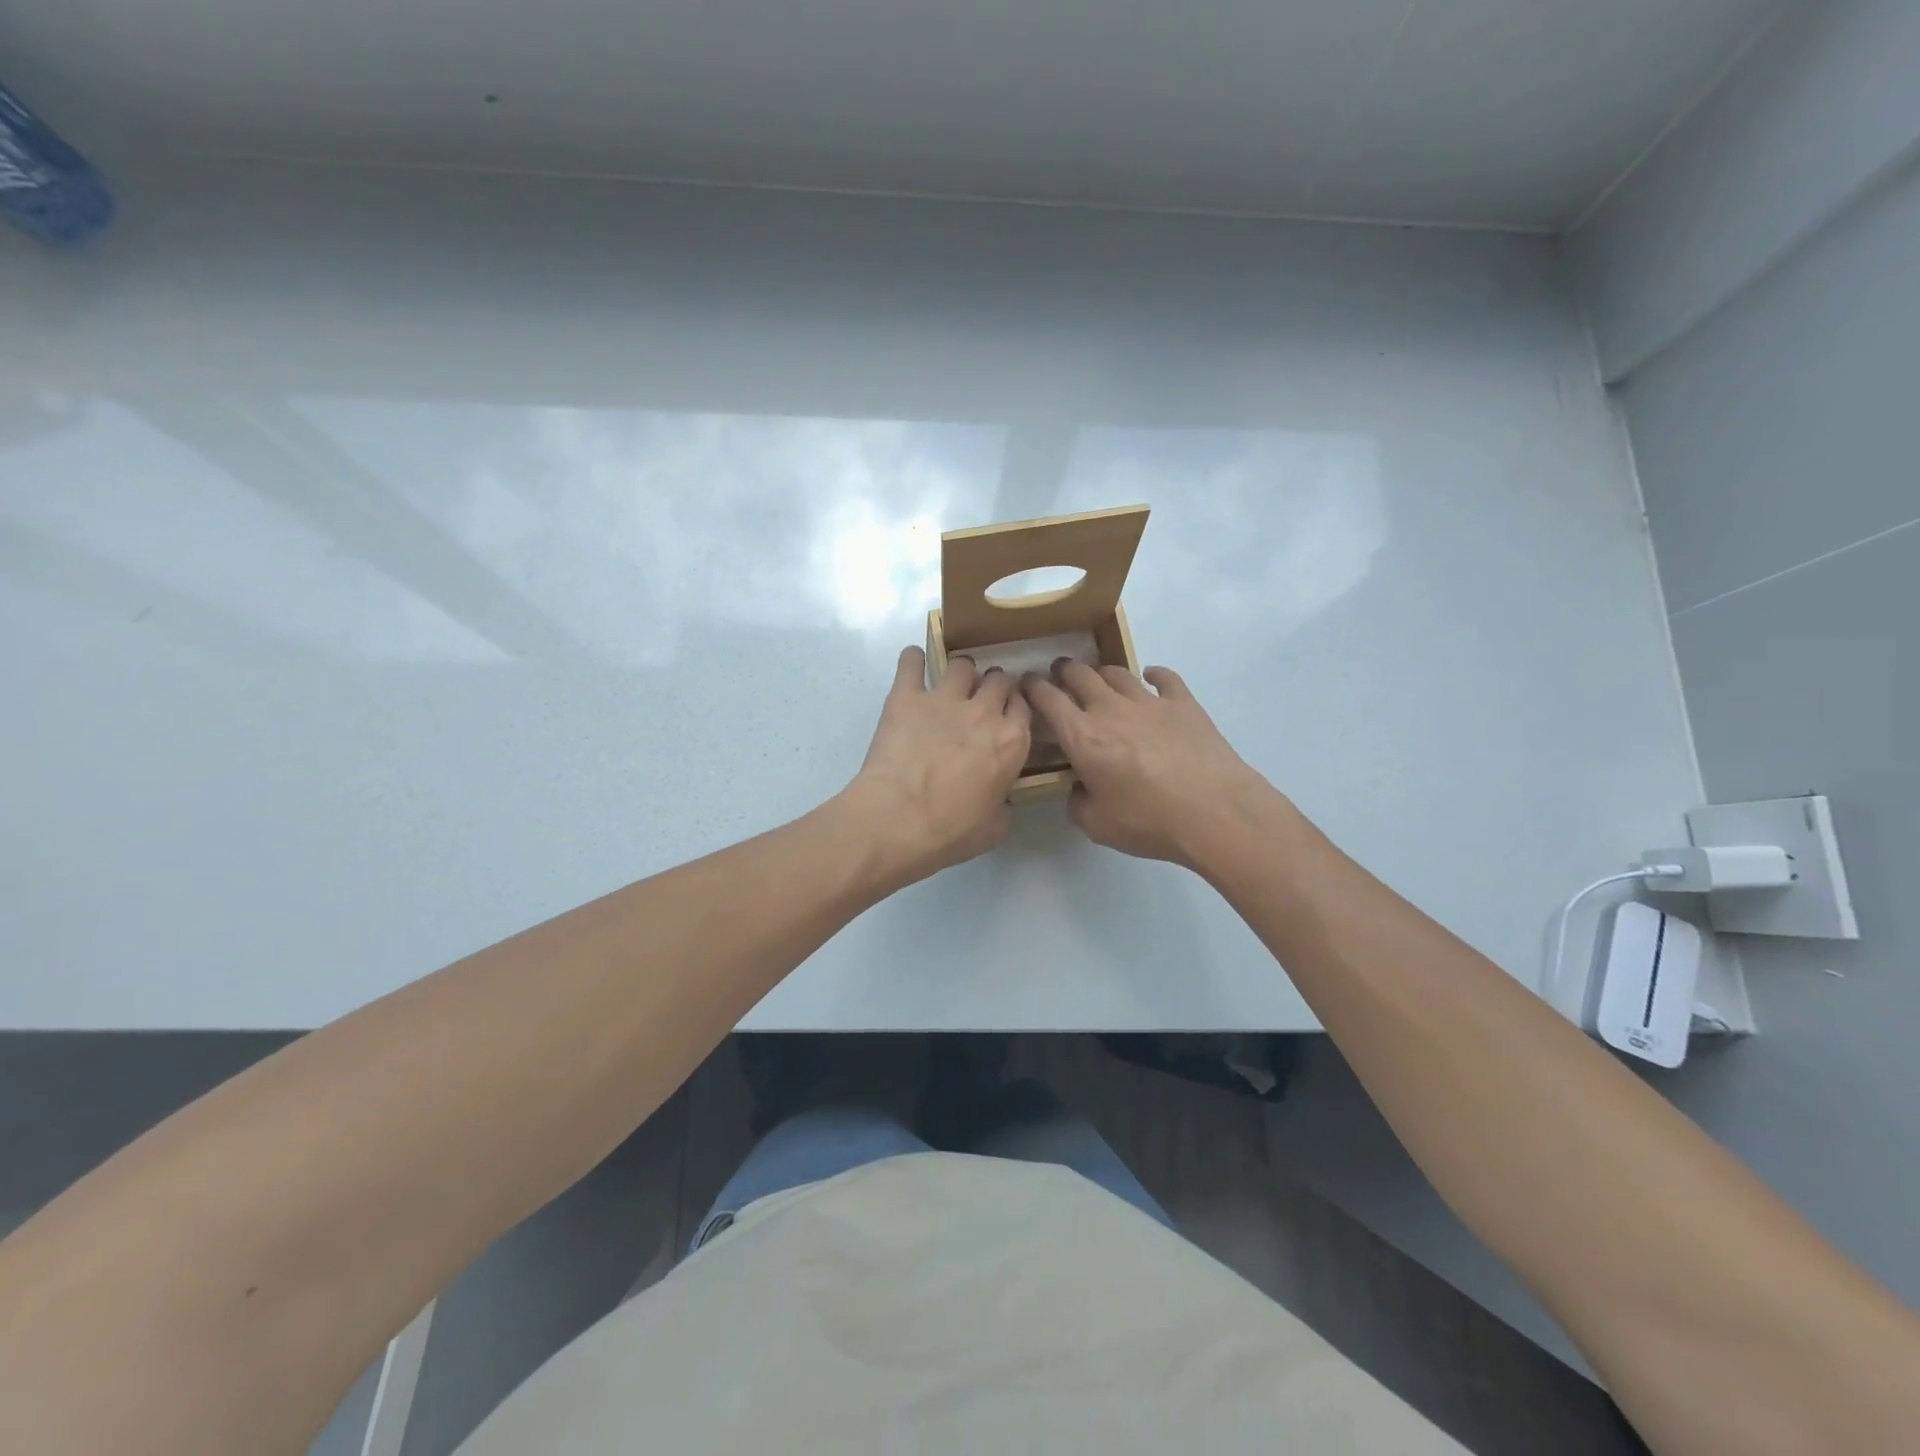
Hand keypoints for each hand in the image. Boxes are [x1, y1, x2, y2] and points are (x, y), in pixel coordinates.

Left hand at [842, 646, 1031, 886]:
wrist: (898, 820)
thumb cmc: (951, 831)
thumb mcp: (994, 828)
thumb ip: (1003, 804)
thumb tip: (999, 798)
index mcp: (1012, 741)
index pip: (1023, 706)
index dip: (1015, 707)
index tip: (1007, 714)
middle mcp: (984, 712)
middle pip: (998, 679)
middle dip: (992, 686)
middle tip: (979, 701)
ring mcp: (944, 699)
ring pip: (962, 665)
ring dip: (960, 673)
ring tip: (950, 685)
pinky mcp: (906, 697)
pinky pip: (911, 663)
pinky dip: (912, 661)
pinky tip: (912, 665)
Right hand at [1021, 661, 1280, 870]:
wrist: (1215, 812)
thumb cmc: (1149, 821)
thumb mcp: (1098, 826)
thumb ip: (1078, 804)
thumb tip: (1078, 790)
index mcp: (1083, 736)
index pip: (1048, 699)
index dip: (1033, 687)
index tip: (1027, 683)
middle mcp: (1110, 709)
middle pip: (1080, 675)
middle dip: (1064, 671)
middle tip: (1060, 674)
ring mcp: (1149, 702)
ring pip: (1118, 673)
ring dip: (1102, 672)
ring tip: (1099, 678)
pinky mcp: (1183, 704)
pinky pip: (1165, 678)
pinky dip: (1154, 674)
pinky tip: (1151, 677)